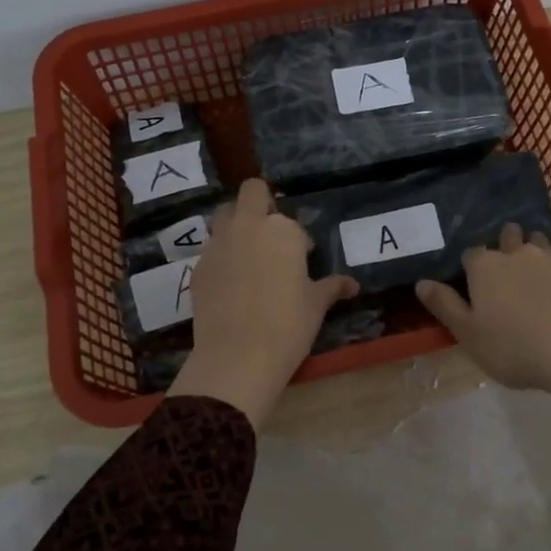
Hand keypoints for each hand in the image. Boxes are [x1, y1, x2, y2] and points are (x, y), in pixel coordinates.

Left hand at [170, 178, 357, 426]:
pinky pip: (211, 249)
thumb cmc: (287, 326)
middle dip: (261, 203)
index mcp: (282, 231)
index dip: (298, 241)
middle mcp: (247, 227)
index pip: (292, 223)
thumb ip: (332, 287)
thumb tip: (352, 284)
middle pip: (251, 192)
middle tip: (270, 235)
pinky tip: (230, 286)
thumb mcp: (316, 306)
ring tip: (248, 256)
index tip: (302, 261)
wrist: (237, 358)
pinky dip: (221, 257)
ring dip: (236, 225)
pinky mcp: (198, 266)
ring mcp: (218, 244)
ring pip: (224, 215)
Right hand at [417, 223, 550, 484]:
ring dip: (535, 251)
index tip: (474, 283)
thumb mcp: (469, 334)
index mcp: (486, 267)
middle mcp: (518, 253)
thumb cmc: (515, 347)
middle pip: (508, 237)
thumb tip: (421, 283)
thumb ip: (444, 305)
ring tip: (536, 274)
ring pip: (540, 242)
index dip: (471, 267)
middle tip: (507, 271)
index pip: (471, 254)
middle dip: (505, 246)